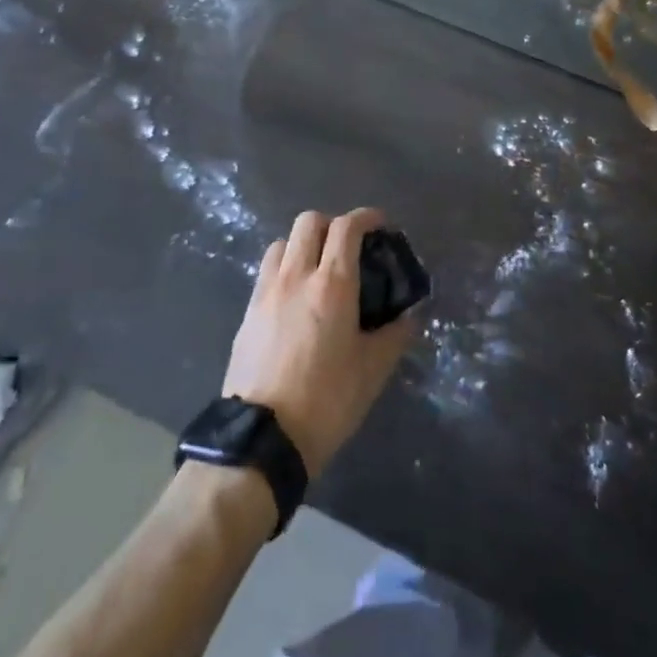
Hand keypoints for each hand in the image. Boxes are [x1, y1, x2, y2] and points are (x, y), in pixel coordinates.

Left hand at [223, 208, 417, 476]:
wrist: (262, 438)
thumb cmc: (326, 401)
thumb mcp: (372, 371)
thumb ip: (395, 335)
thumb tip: (409, 316)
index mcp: (332, 285)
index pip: (347, 227)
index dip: (367, 217)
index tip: (380, 225)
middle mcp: (296, 276)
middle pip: (310, 221)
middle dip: (332, 224)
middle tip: (348, 247)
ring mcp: (266, 291)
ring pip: (283, 242)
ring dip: (303, 244)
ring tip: (317, 269)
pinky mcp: (247, 312)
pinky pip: (267, 271)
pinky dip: (284, 268)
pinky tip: (294, 297)